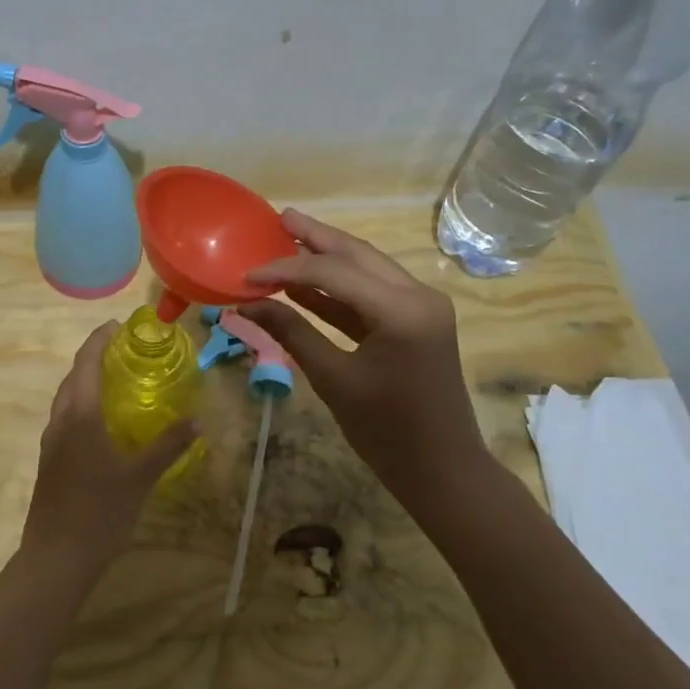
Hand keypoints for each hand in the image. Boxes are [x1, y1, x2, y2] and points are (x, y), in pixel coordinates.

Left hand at [19, 321, 198, 580]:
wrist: (55, 559)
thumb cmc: (99, 513)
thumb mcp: (140, 477)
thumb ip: (169, 445)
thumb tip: (198, 419)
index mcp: (79, 415)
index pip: (86, 362)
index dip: (99, 339)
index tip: (117, 326)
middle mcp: (60, 421)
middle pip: (73, 377)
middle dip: (94, 357)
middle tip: (124, 350)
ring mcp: (51, 442)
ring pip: (66, 399)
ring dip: (86, 381)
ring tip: (116, 380)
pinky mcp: (50, 462)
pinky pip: (66, 418)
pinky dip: (83, 405)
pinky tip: (103, 424)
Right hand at [242, 209, 487, 501]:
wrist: (443, 471)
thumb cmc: (387, 433)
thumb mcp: (334, 380)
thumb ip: (292, 333)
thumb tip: (247, 305)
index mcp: (402, 310)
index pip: (333, 273)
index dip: (285, 269)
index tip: (246, 274)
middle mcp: (418, 296)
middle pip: (357, 255)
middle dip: (316, 237)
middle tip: (278, 217)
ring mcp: (421, 307)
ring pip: (367, 269)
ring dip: (328, 257)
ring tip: (289, 237)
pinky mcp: (417, 322)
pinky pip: (372, 294)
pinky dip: (340, 289)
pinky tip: (306, 285)